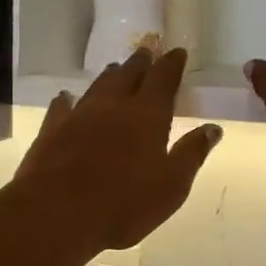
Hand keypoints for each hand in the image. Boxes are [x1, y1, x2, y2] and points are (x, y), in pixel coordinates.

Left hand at [11, 47, 222, 252]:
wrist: (57, 213)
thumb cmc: (124, 204)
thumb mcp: (172, 186)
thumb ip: (192, 153)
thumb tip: (213, 128)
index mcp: (147, 115)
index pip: (163, 79)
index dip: (172, 64)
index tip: (178, 52)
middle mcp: (113, 106)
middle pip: (129, 75)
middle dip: (140, 63)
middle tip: (146, 53)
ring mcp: (79, 115)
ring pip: (98, 86)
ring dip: (110, 76)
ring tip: (116, 69)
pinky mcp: (52, 130)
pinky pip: (62, 106)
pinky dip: (67, 99)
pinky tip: (66, 97)